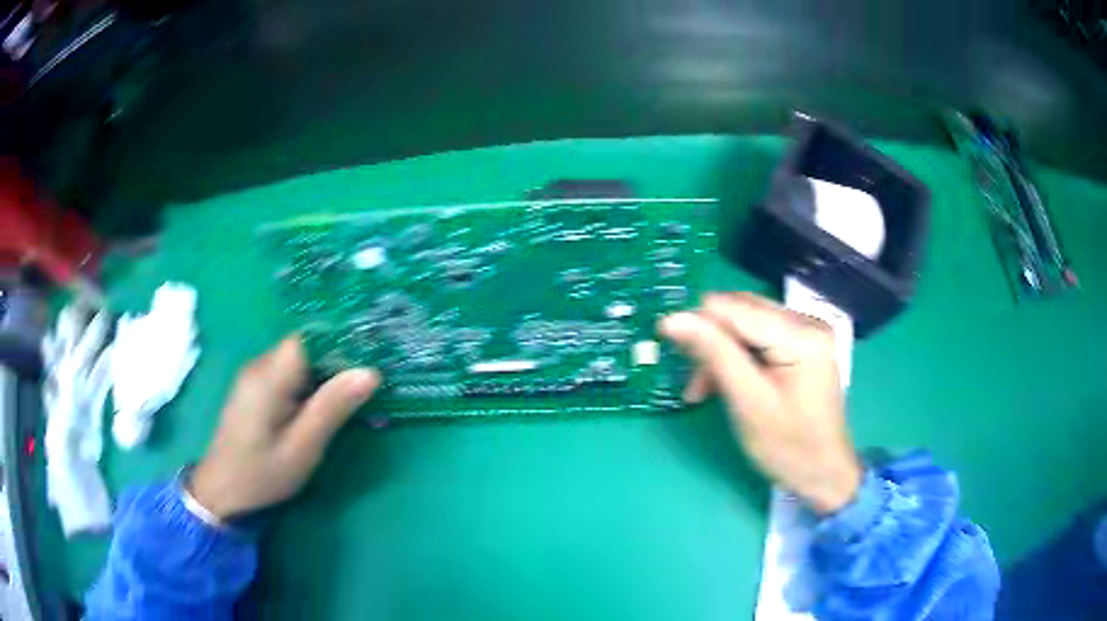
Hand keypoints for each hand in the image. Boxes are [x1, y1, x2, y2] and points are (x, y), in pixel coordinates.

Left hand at [189, 336, 379, 519]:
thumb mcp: (302, 448)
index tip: (371, 357)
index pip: (309, 339)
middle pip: (304, 348)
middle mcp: (259, 366)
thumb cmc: (262, 474)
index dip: (340, 342)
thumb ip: (332, 408)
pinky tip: (322, 406)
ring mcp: (254, 376)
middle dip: (337, 360)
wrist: (222, 491)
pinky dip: (309, 384)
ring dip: (324, 374)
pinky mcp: (255, 389)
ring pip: (298, 361)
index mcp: (268, 377)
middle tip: (369, 382)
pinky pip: (288, 373)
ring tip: (353, 394)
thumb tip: (370, 372)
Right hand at [659, 292, 860, 514]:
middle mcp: (807, 321)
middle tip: (695, 387)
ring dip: (720, 353)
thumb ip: (714, 354)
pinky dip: (737, 357)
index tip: (674, 354)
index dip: (698, 324)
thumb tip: (672, 318)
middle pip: (741, 311)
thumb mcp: (748, 403)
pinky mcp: (804, 343)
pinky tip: (727, 382)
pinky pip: (759, 336)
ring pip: (745, 323)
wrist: (824, 472)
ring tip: (705, 391)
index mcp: (801, 334)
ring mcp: (808, 331)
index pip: (735, 308)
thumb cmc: (788, 447)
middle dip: (711, 343)